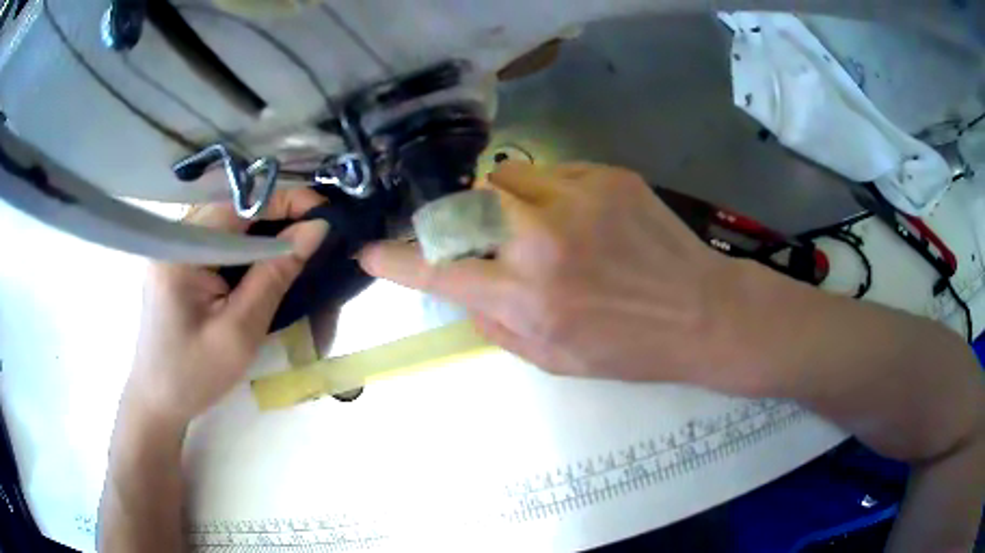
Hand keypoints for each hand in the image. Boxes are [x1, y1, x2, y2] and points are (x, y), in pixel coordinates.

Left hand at [125, 189, 328, 426]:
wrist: (158, 400)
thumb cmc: (194, 375)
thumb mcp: (240, 331)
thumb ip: (274, 275)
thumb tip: (316, 228)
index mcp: (182, 249)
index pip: (241, 204)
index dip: (287, 200)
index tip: (327, 214)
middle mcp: (176, 236)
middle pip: (235, 208)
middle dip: (280, 215)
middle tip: (320, 234)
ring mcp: (175, 248)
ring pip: (230, 223)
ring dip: (266, 231)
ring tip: (300, 247)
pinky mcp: (179, 262)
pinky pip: (220, 240)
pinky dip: (248, 248)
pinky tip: (266, 263)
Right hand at [359, 161, 744, 388]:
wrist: (703, 314)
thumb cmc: (630, 349)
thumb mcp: (553, 360)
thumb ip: (497, 324)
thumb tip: (465, 290)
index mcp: (528, 297)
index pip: (440, 272)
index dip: (397, 262)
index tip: (371, 254)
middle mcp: (544, 240)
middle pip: (469, 200)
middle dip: (464, 217)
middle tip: (487, 235)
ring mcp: (579, 198)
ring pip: (508, 175)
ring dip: (507, 199)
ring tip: (539, 223)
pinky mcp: (611, 176)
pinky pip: (555, 172)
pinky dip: (552, 192)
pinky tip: (582, 218)